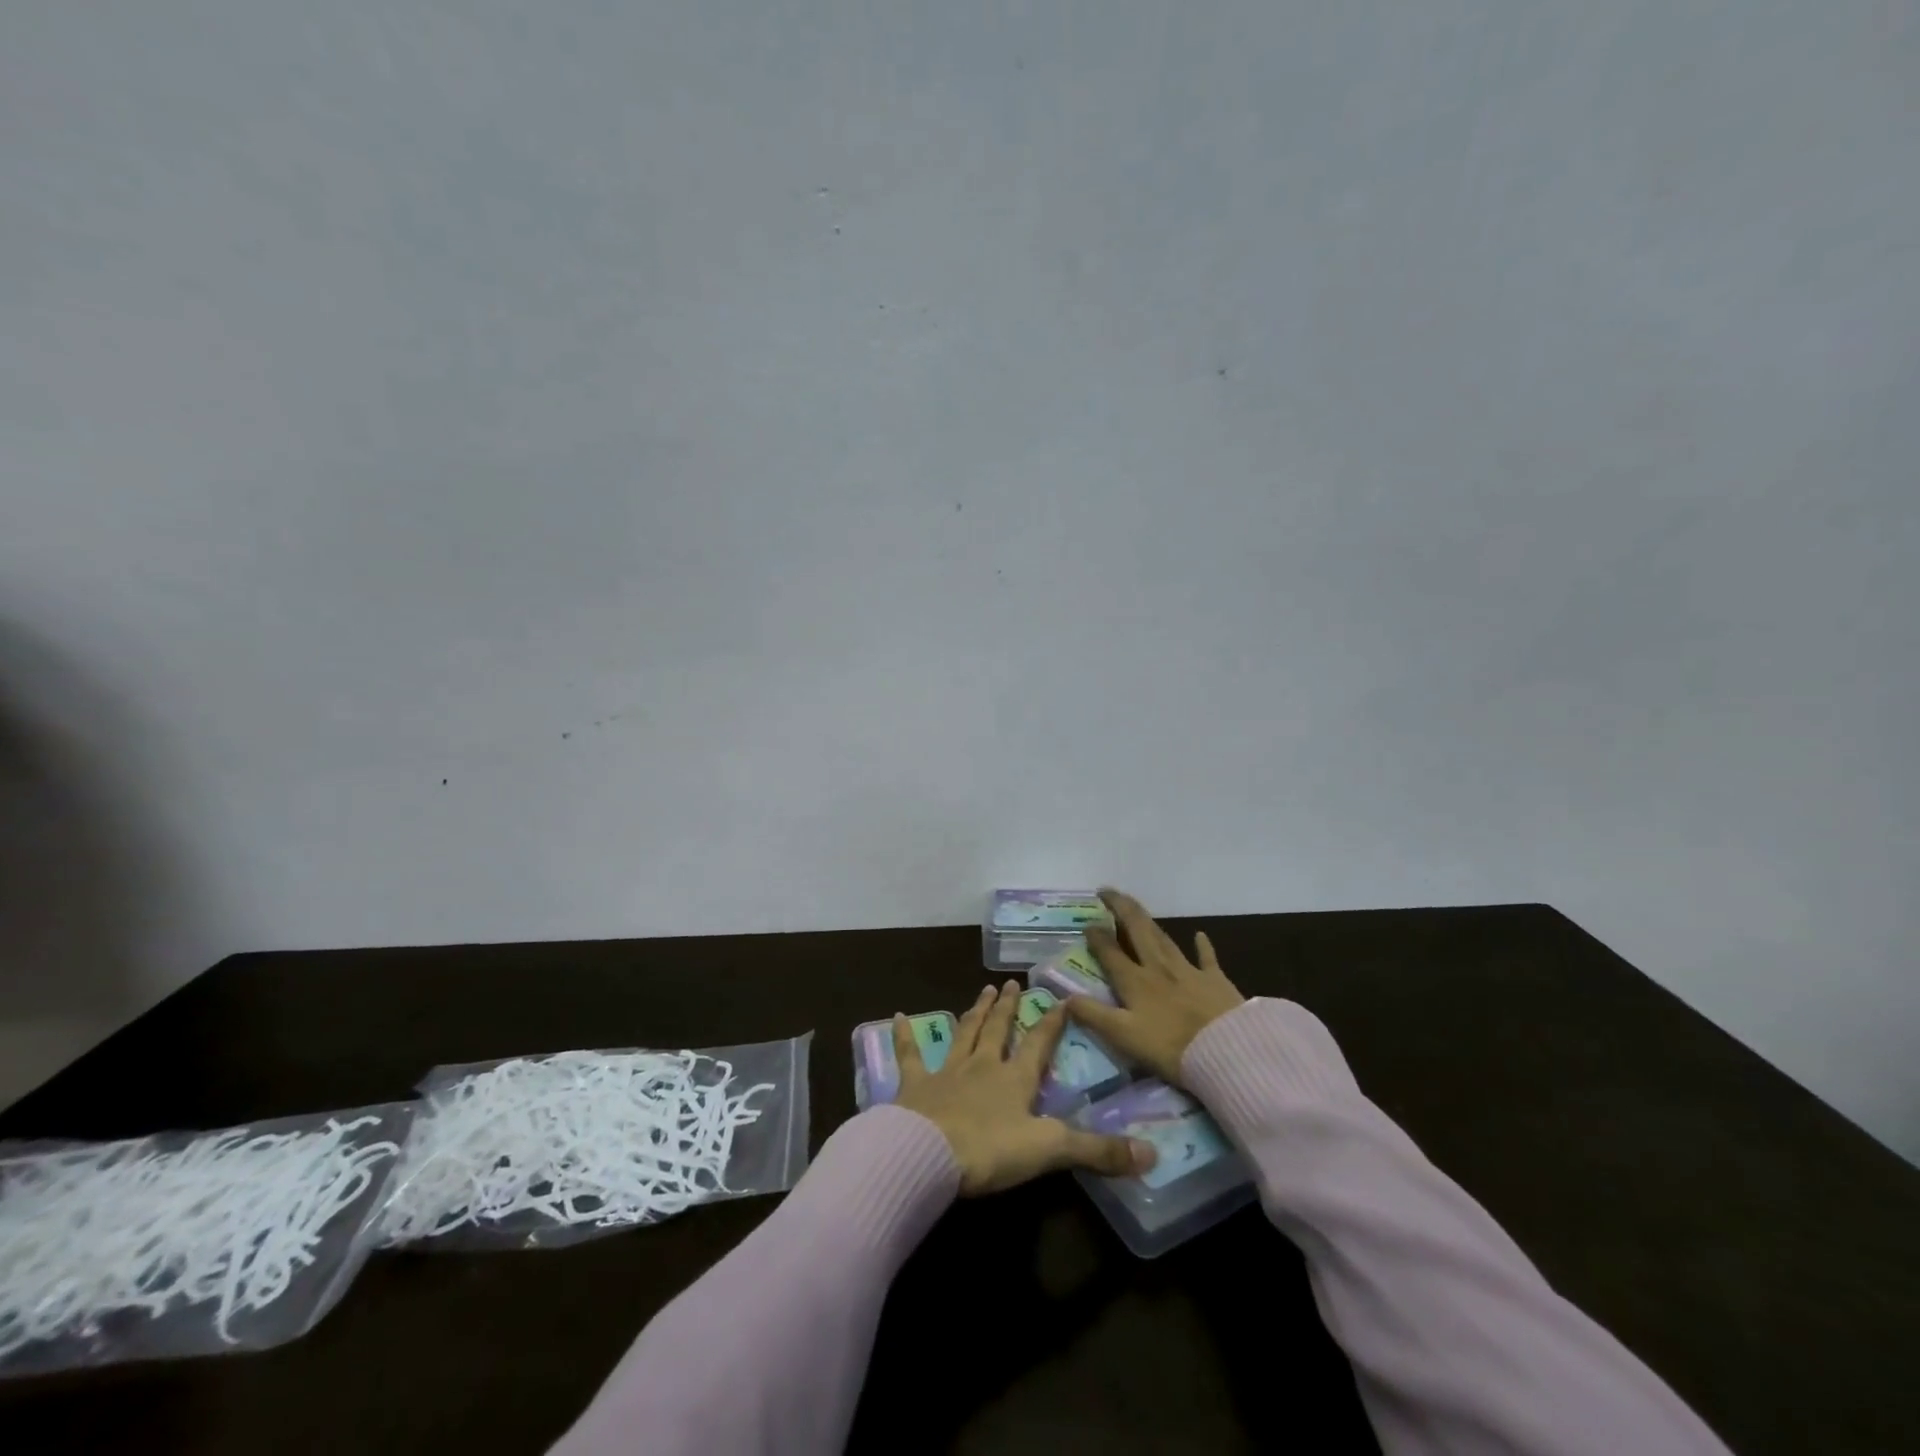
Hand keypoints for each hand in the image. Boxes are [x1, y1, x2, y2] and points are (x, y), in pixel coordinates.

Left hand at [893, 981, 1156, 1194]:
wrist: (927, 1154)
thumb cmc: (990, 1151)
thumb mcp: (1050, 1151)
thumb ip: (1098, 1152)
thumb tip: (1152, 1154)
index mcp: (1015, 1080)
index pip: (1039, 1044)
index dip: (1051, 1022)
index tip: (1060, 998)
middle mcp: (983, 1067)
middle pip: (998, 1030)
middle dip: (1008, 1006)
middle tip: (1011, 982)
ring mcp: (947, 1072)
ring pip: (964, 1034)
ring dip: (974, 1012)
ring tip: (982, 989)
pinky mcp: (914, 1085)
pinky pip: (909, 1055)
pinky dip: (905, 1036)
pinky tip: (898, 1015)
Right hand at [1066, 889, 1245, 1086]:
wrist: (1227, 1052)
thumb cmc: (1171, 1048)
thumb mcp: (1124, 1037)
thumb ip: (1094, 1015)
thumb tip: (1064, 998)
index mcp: (1135, 982)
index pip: (1110, 952)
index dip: (1096, 936)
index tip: (1086, 924)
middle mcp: (1158, 968)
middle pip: (1137, 930)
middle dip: (1121, 909)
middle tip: (1108, 892)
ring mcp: (1188, 971)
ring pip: (1163, 938)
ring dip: (1148, 921)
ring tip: (1136, 908)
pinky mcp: (1215, 980)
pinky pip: (1206, 957)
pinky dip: (1202, 945)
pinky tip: (1199, 934)